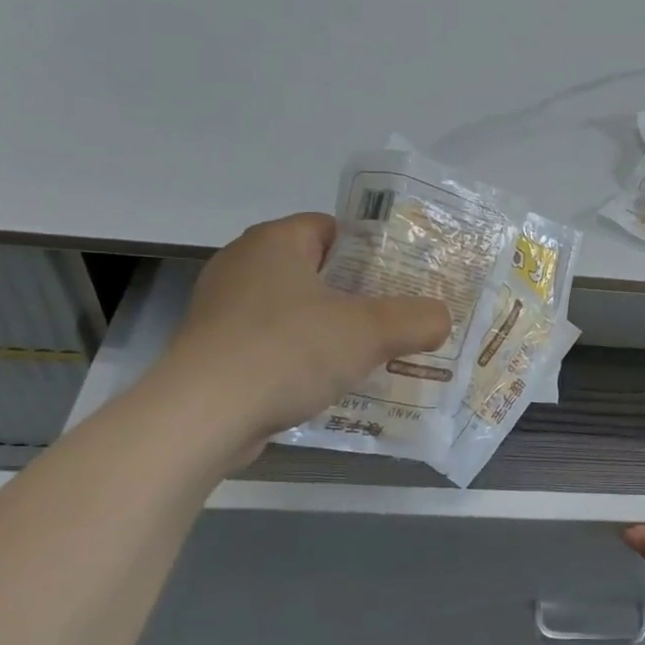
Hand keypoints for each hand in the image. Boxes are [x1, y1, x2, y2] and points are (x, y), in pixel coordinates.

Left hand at [156, 214, 450, 454]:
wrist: (202, 416)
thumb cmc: (288, 351)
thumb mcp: (370, 332)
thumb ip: (415, 320)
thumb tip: (441, 319)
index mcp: (275, 241)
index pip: (331, 228)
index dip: (370, 250)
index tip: (401, 280)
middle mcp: (242, 265)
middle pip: (315, 271)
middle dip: (355, 295)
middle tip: (394, 319)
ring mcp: (222, 310)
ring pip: (292, 311)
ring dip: (327, 330)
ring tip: (369, 355)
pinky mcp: (213, 352)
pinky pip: (271, 344)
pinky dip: (298, 358)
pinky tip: (325, 384)